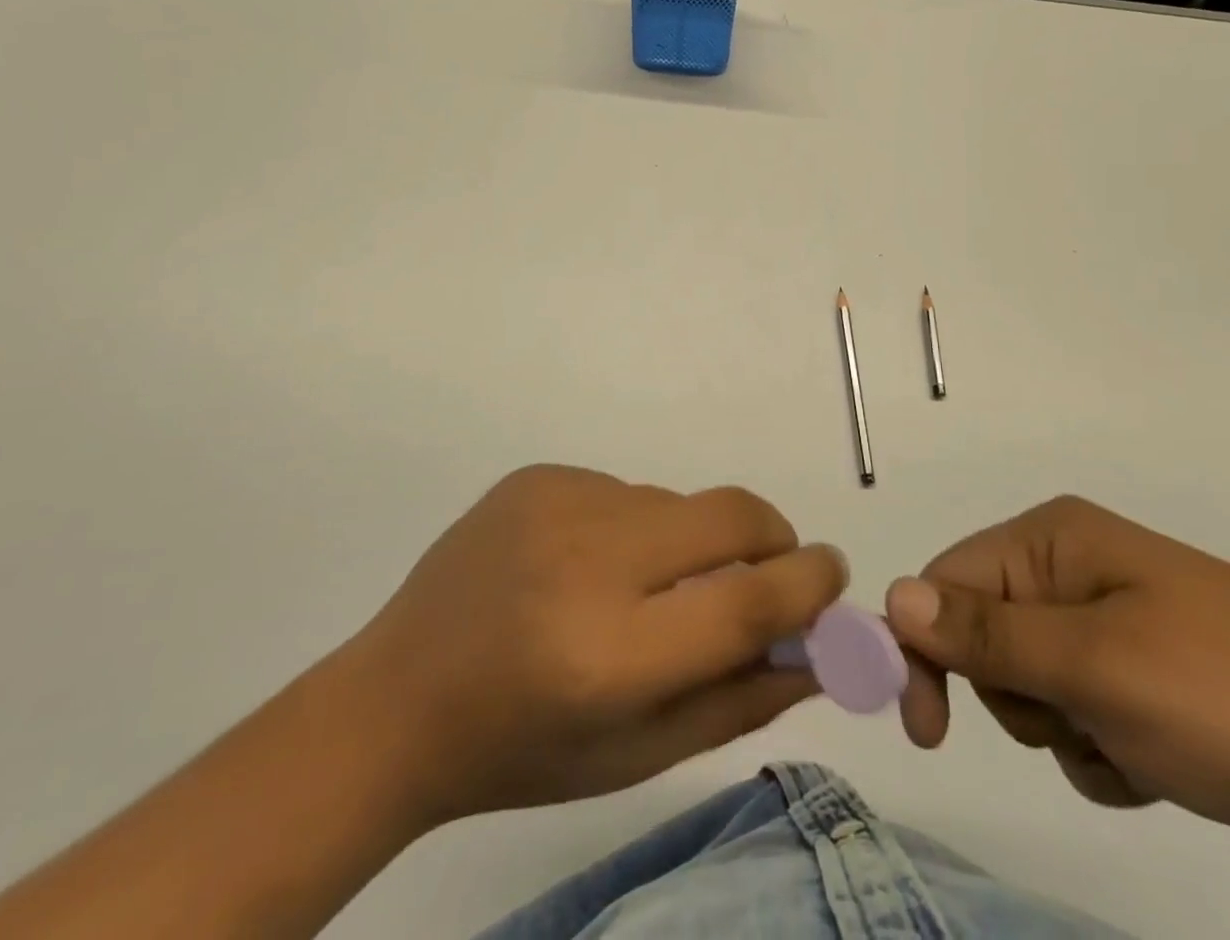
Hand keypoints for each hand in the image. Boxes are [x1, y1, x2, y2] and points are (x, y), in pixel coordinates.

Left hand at [346, 464, 845, 824]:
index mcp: (609, 656)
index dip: (806, 584)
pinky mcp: (537, 475)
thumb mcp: (636, 754)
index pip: (744, 601)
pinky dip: (632, 526)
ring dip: (686, 540)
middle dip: (769, 536)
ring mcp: (557, 504)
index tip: (831, 573)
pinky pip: (623, 490)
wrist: (398, 697)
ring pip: (674, 503)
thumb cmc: (521, 749)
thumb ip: (738, 699)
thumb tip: (820, 648)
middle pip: (726, 515)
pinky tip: (583, 565)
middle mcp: (586, 562)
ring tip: (639, 586)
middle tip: (768, 566)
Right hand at [884, 496, 1229, 890]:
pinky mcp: (1146, 683)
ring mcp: (1113, 626)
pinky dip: (1103, 754)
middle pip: (983, 635)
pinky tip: (1161, 768)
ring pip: (1029, 687)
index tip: (926, 731)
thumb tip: (890, 597)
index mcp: (1055, 540)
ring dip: (1064, 732)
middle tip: (1073, 722)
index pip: (947, 582)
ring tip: (1133, 745)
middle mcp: (1074, 570)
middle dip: (1015, 695)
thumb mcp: (1097, 668)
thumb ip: (985, 634)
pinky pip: (1079, 720)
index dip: (925, 650)